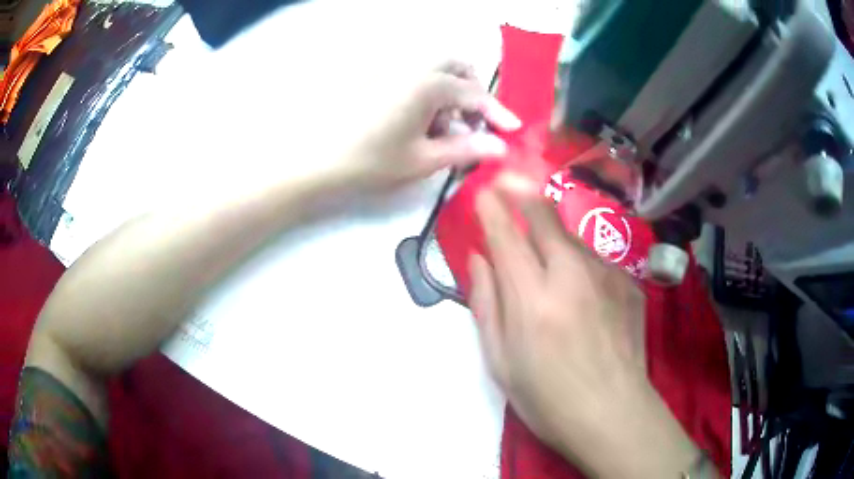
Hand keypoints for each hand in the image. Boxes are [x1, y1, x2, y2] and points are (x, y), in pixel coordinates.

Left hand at [340, 62, 520, 191]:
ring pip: (433, 68)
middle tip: (472, 120)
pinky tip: (415, 120)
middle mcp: (413, 67)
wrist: (317, 160)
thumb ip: (466, 149)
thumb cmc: (371, 161)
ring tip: (440, 127)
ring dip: (449, 90)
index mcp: (428, 85)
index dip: (497, 112)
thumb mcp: (423, 159)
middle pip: (455, 65)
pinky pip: (412, 74)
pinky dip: (426, 90)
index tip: (513, 129)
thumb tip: (501, 147)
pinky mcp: (375, 76)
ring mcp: (391, 68)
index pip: (474, 94)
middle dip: (472, 89)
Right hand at [469, 176, 701, 478]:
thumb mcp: (499, 362)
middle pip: (544, 215)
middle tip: (510, 180)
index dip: (491, 207)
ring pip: (572, 234)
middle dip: (522, 191)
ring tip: (545, 244)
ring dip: (553, 229)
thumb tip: (479, 260)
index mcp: (532, 298)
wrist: (613, 414)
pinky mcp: (628, 284)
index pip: (506, 234)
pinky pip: (596, 260)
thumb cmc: (547, 398)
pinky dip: (580, 261)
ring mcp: (606, 275)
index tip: (482, 190)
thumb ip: (486, 304)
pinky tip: (582, 288)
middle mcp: (571, 274)